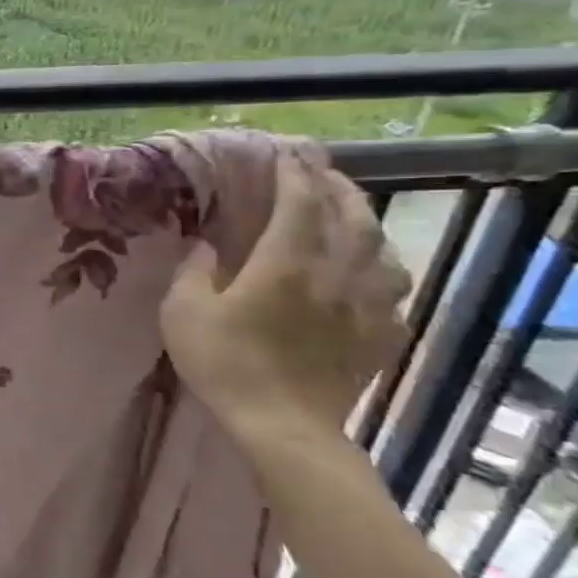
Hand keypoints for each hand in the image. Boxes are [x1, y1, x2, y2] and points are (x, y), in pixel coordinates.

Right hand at [161, 154, 410, 451]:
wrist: (283, 427)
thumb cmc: (225, 363)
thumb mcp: (183, 313)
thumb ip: (194, 271)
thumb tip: (206, 244)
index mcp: (285, 264)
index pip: (299, 203)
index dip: (294, 173)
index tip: (287, 150)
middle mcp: (336, 275)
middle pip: (351, 217)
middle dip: (336, 186)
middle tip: (320, 168)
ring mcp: (367, 307)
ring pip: (382, 250)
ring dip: (366, 222)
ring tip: (350, 212)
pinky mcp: (380, 336)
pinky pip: (394, 290)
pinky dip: (383, 269)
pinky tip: (371, 273)